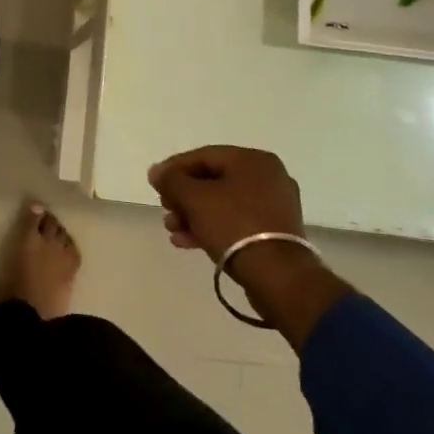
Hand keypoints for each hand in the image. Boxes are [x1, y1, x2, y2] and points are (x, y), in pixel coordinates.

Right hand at [148, 144, 304, 259]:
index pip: (204, 156)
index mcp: (253, 160)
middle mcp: (268, 177)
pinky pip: (236, 222)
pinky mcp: (275, 233)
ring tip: (173, 230)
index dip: (174, 168)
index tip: (155, 185)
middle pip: (213, 181)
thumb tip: (156, 171)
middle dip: (184, 197)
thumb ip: (172, 180)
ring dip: (193, 215)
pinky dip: (212, 228)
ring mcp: (274, 206)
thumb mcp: (195, 199)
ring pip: (223, 204)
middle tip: (166, 210)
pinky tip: (188, 242)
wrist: (278, 277)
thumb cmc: (235, 226)